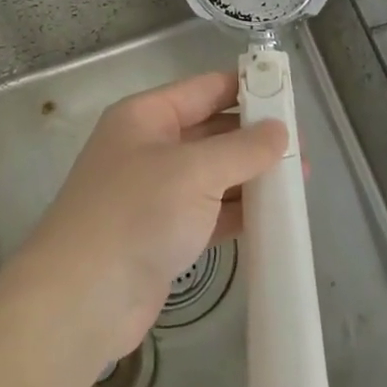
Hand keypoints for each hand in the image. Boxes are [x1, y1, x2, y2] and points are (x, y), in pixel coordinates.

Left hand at [17, 71, 286, 361]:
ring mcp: (155, 193)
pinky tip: (273, 218)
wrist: (82, 298)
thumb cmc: (136, 214)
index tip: (288, 94)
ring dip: (251, 178)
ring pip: (213, 175)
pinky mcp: (163, 234)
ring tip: (300, 182)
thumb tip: (279, 130)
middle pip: (210, 131)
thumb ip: (241, 149)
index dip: (246, 88)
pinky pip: (209, 212)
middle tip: (303, 149)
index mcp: (146, 116)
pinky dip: (238, 213)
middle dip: (254, 138)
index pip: (204, 89)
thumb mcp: (194, 171)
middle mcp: (149, 148)